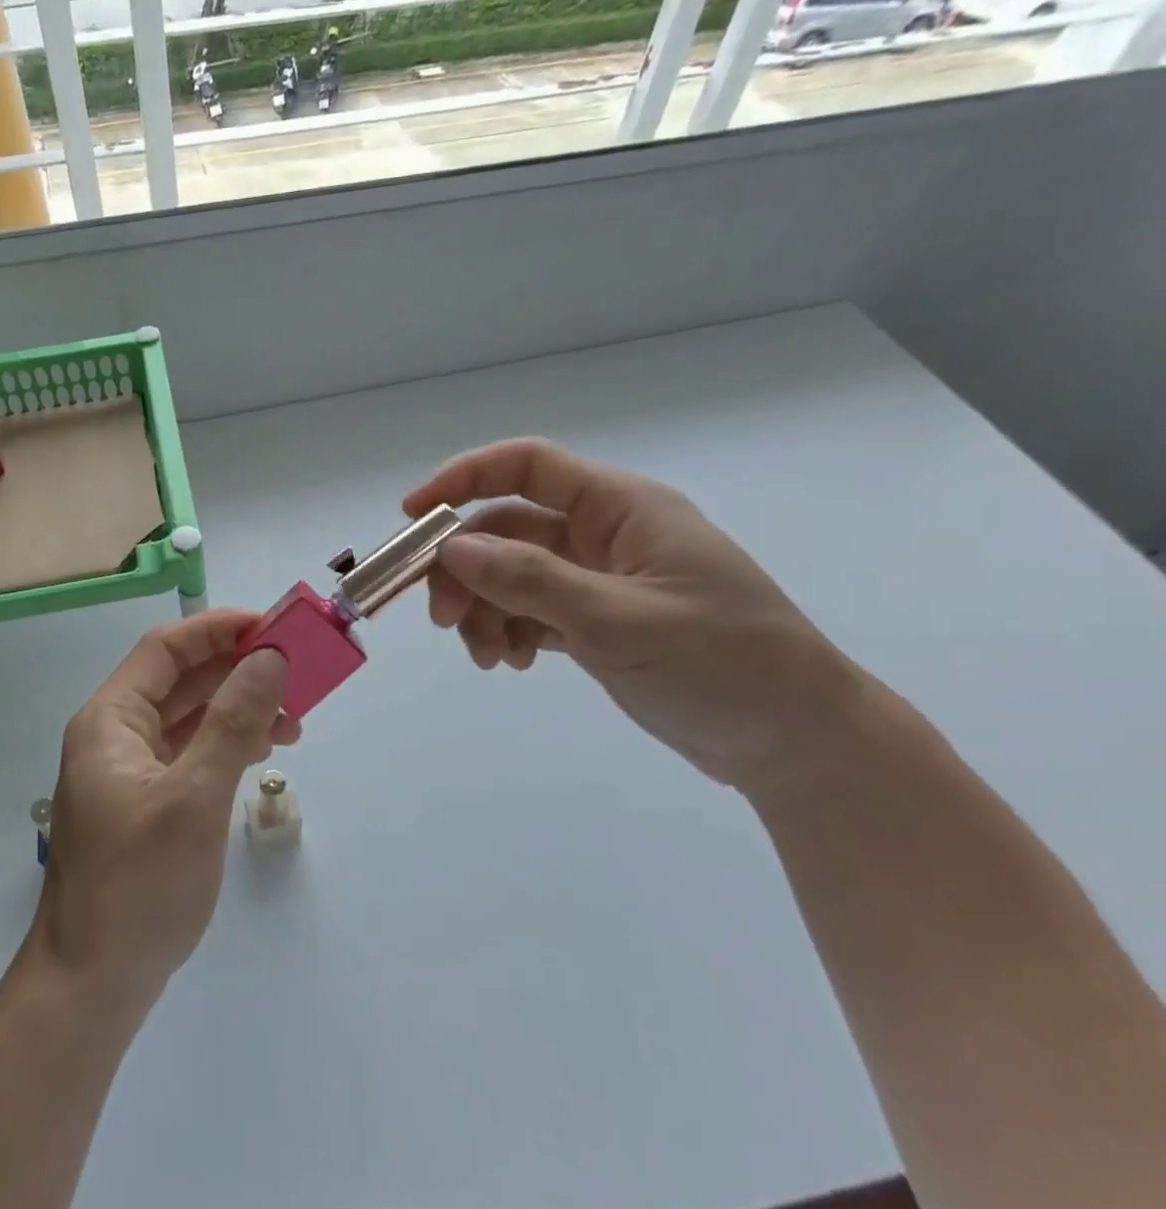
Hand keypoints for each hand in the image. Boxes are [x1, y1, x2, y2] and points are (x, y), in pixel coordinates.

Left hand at [29, 611, 297, 1007]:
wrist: (93, 982)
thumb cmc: (139, 884)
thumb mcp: (195, 798)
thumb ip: (233, 723)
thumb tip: (269, 659)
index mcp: (110, 721)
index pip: (165, 649)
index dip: (218, 630)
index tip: (273, 628)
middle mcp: (115, 736)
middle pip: (179, 680)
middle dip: (236, 670)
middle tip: (296, 673)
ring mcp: (128, 772)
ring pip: (188, 718)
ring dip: (237, 709)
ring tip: (293, 723)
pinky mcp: (145, 803)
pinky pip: (189, 754)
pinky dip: (225, 745)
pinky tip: (260, 754)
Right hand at [404, 439, 864, 790]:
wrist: (795, 741)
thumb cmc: (722, 665)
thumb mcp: (619, 621)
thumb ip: (531, 580)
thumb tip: (452, 548)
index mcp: (622, 509)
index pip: (529, 466)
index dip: (464, 478)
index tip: (413, 516)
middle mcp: (605, 535)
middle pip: (508, 530)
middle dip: (466, 569)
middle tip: (442, 618)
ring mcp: (599, 579)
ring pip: (512, 575)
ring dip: (484, 609)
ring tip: (487, 657)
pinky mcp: (597, 620)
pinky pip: (531, 610)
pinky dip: (509, 631)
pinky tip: (513, 663)